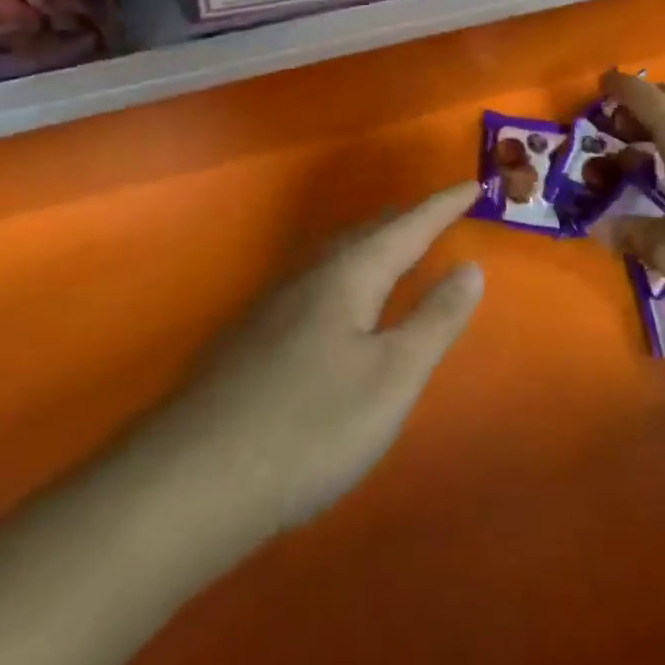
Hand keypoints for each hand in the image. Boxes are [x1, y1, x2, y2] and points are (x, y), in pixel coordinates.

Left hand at [164, 184, 484, 536]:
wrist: (192, 481)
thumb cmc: (311, 425)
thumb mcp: (393, 377)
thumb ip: (435, 320)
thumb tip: (470, 267)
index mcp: (349, 275)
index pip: (409, 227)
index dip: (443, 205)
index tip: (473, 184)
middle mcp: (309, 276)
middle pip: (366, 234)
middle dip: (405, 221)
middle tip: (435, 214)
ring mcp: (273, 306)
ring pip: (334, 258)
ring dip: (370, 245)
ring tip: (390, 248)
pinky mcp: (250, 338)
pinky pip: (313, 284)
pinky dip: (343, 275)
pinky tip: (333, 307)